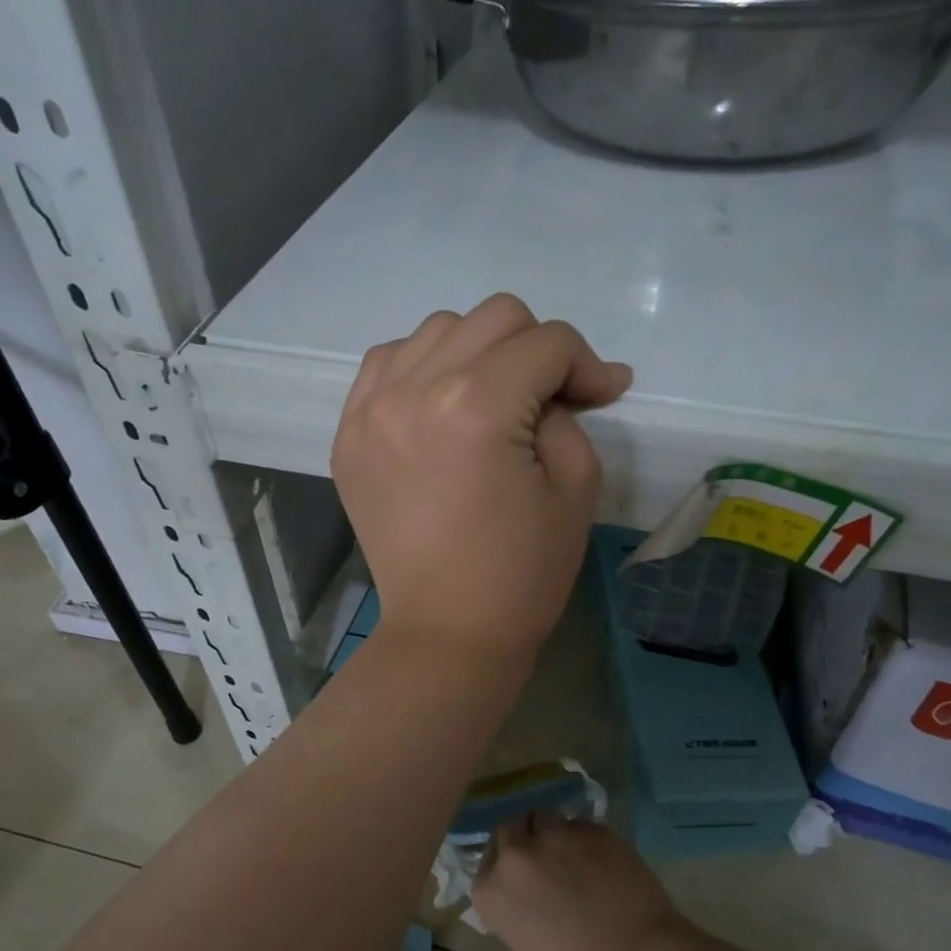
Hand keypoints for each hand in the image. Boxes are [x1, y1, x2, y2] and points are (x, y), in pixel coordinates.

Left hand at [330, 294, 630, 663]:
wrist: (447, 631)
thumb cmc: (521, 574)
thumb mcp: (575, 487)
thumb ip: (569, 414)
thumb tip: (563, 384)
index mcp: (476, 406)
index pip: (546, 342)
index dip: (586, 364)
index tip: (602, 396)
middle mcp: (413, 390)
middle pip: (492, 318)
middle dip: (536, 350)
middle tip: (550, 401)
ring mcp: (370, 410)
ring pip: (436, 331)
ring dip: (478, 353)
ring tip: (493, 402)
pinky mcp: (348, 435)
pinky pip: (386, 364)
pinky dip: (421, 369)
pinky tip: (440, 406)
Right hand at [471, 816, 691, 950]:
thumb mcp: (529, 948)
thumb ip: (518, 909)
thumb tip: (530, 895)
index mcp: (492, 891)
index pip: (487, 864)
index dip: (504, 871)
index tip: (521, 884)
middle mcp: (516, 854)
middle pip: (509, 830)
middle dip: (523, 843)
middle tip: (545, 865)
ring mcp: (554, 835)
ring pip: (544, 818)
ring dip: (552, 834)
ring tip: (574, 858)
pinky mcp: (592, 828)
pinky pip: (579, 825)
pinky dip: (585, 840)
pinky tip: (603, 863)